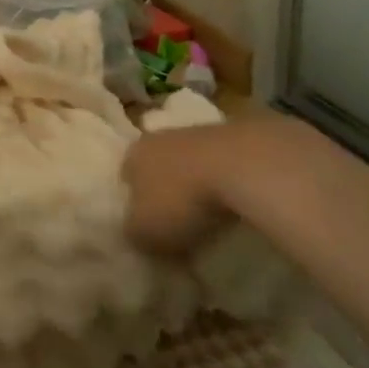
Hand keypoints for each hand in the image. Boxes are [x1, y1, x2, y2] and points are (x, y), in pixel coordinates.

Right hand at [121, 123, 244, 254]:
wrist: (242, 165)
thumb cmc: (181, 200)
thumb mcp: (145, 232)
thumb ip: (134, 234)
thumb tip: (136, 234)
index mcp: (134, 154)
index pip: (126, 176)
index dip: (134, 202)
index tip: (146, 225)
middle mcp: (161, 137)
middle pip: (158, 166)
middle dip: (165, 191)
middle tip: (175, 222)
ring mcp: (199, 133)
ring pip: (189, 163)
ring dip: (195, 186)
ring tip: (208, 217)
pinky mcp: (235, 137)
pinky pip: (221, 166)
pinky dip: (224, 183)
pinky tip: (233, 205)